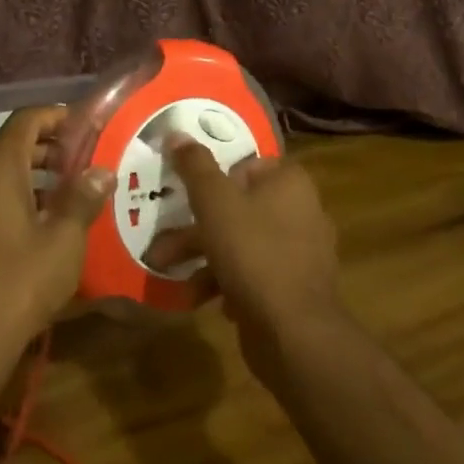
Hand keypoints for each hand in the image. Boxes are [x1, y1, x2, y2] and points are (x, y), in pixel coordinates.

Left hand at [0, 105, 114, 354]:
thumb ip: (83, 198)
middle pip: (7, 147)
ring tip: (60, 197)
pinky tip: (28, 230)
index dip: (55, 116)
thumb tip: (101, 172)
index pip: (25, 120)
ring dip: (26, 177)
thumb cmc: (21, 282)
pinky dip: (4, 201)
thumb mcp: (64, 240)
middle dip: (45, 150)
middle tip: (79, 163)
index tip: (83, 126)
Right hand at [149, 138, 347, 384]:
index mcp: (289, 182)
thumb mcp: (215, 202)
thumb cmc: (253, 253)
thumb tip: (176, 131)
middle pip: (239, 206)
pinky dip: (225, 280)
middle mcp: (301, 210)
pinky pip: (253, 273)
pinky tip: (201, 297)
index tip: (185, 193)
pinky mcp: (293, 287)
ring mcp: (300, 252)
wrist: (294, 331)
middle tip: (162, 238)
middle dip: (195, 225)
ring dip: (202, 255)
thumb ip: (195, 166)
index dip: (214, 177)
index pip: (247, 164)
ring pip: (241, 242)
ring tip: (167, 270)